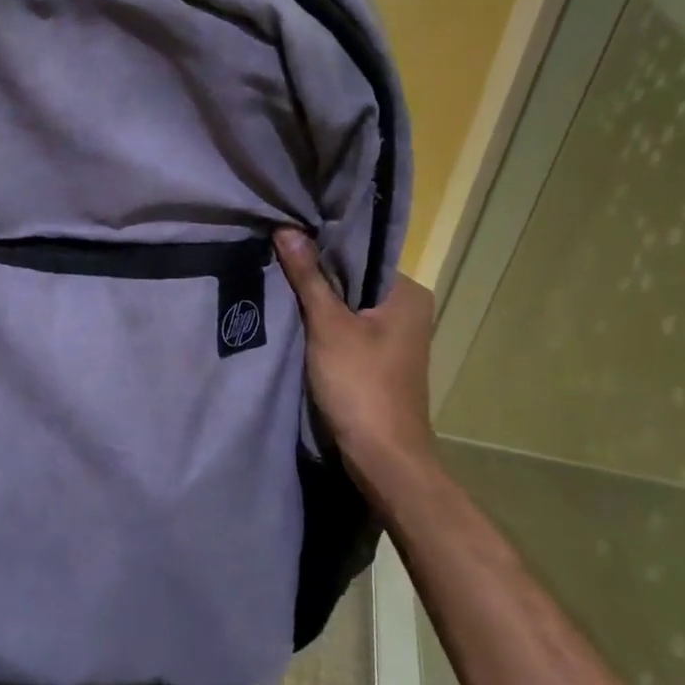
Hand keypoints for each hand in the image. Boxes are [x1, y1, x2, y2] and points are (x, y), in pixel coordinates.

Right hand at [274, 229, 437, 482]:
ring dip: (319, 304)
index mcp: (408, 292)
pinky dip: (325, 328)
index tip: (285, 242)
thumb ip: (308, 277)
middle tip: (275, 263)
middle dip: (317, 277)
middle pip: (354, 280)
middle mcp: (409, 309)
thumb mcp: (328, 326)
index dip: (322, 247)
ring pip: (350, 307)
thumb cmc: (360, 384)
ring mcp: (396, 338)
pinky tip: (296, 324)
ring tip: (279, 288)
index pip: (361, 253)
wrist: (383, 455)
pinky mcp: (380, 361)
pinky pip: (349, 331)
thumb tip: (286, 229)